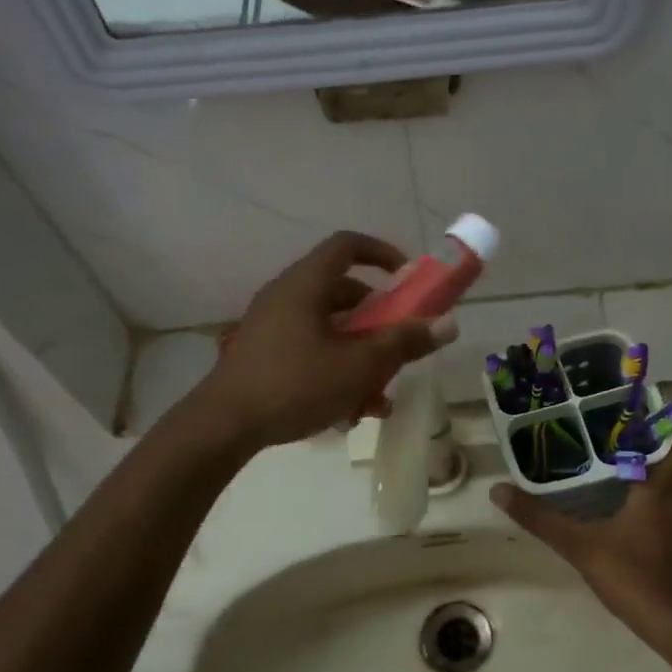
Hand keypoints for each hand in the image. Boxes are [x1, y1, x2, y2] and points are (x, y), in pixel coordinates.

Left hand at [195, 232, 457, 449]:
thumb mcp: (359, 365)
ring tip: (378, 398)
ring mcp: (272, 326)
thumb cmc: (295, 384)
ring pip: (330, 330)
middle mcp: (287, 296)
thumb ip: (404, 342)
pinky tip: (350, 413)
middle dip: (379, 323)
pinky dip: (335, 370)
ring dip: (361, 357)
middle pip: (344, 294)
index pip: (347, 245)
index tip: (407, 278)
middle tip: (399, 348)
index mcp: (306, 284)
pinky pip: (310, 351)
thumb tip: (449, 323)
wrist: (223, 426)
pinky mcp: (264, 355)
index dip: (382, 253)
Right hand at [248, 0, 431, 16]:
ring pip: (337, 12)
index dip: (389, 0)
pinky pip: (321, 10)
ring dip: (364, 11)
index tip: (417, 0)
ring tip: (388, 3)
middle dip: (381, 7)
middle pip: (351, 7)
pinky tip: (359, 2)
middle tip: (407, 2)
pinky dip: (343, 9)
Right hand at [492, 425, 671, 649]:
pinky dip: (659, 503)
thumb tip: (499, 490)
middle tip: (621, 437)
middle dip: (658, 444)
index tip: (646, 414)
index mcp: (665, 486)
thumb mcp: (581, 546)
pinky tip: (630, 515)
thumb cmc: (635, 575)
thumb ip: (541, 519)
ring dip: (658, 473)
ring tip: (619, 469)